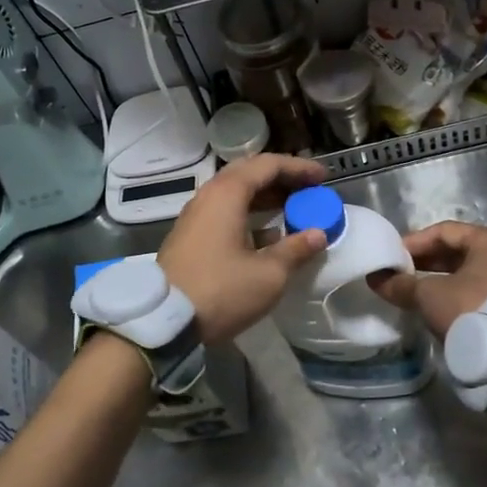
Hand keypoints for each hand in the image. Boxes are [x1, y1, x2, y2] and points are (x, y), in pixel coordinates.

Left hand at [158, 154, 328, 342]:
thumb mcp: (268, 274)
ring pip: (234, 193)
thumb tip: (317, 234)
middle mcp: (208, 196)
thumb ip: (295, 249)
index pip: (268, 165)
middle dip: (281, 178)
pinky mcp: (189, 236)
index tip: (323, 178)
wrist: (163, 321)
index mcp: (227, 194)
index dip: (299, 168)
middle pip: (249, 173)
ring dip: (265, 197)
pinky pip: (224, 211)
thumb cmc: (221, 291)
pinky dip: (248, 213)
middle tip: (307, 189)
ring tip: (292, 209)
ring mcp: (195, 216)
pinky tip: (267, 235)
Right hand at [370, 221, 486, 339]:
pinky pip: (484, 292)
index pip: (446, 231)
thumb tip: (376, 279)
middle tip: (403, 273)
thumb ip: (401, 284)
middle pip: (461, 251)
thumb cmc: (470, 311)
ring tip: (418, 291)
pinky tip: (442, 309)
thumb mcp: (429, 295)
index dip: (415, 242)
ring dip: (444, 280)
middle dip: (429, 262)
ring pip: (473, 273)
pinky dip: (461, 295)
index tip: (394, 257)